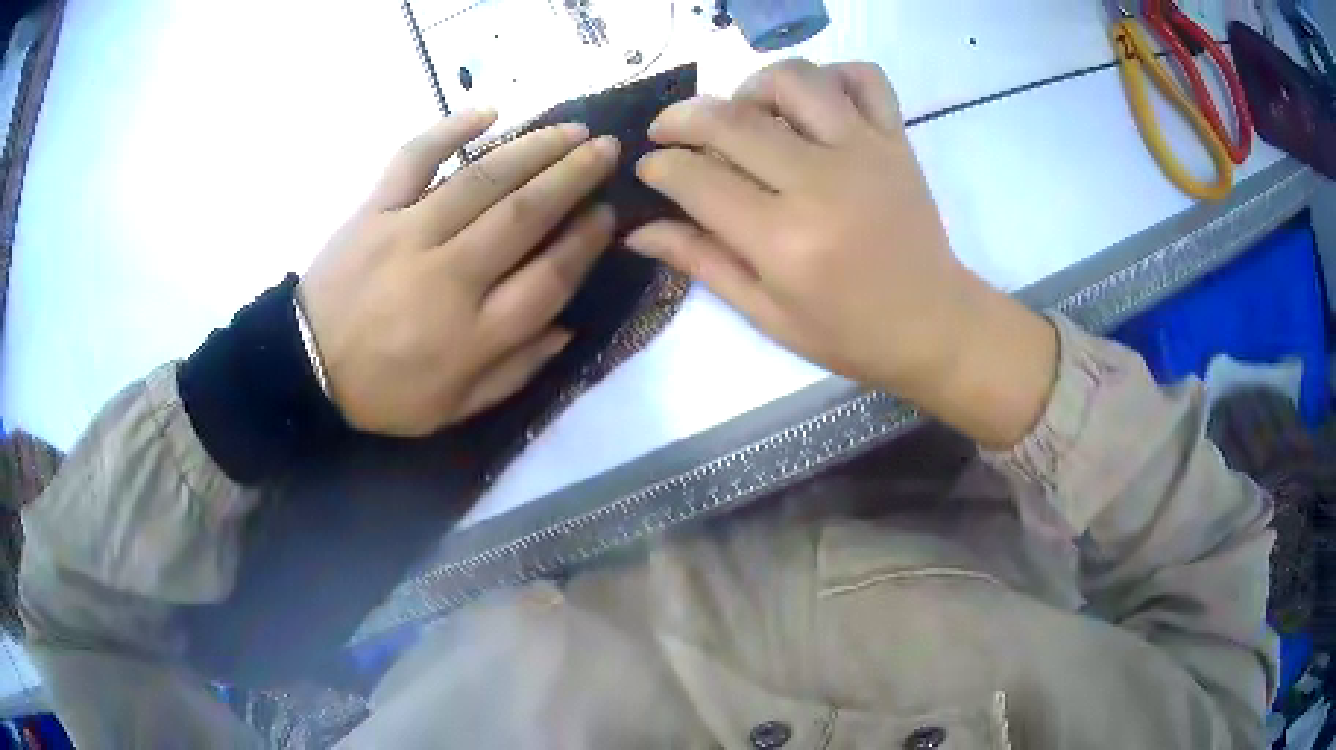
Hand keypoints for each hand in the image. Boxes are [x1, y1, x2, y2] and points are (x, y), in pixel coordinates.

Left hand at [298, 111, 620, 435]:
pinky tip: (489, 113)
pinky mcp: (375, 209)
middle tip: (607, 150)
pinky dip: (450, 129)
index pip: (549, 276)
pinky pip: (414, 158)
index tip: (608, 215)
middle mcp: (449, 275)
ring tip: (572, 129)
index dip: (586, 241)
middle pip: (525, 214)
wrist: (306, 367)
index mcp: (473, 333)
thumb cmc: (385, 392)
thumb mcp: (456, 408)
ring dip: (535, 147)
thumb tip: (569, 326)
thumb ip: (516, 370)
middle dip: (575, 176)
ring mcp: (408, 233)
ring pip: (483, 178)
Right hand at [629, 59, 1055, 446]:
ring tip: (746, 116)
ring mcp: (864, 151)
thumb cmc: (848, 333)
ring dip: (752, 87)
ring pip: (793, 79)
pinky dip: (832, 76)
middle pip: (731, 120)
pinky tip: (814, 104)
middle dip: (681, 118)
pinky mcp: (896, 138)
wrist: (934, 324)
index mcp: (783, 240)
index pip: (696, 179)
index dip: (659, 167)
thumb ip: (702, 262)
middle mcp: (820, 183)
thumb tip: (637, 231)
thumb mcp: (766, 313)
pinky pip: (863, 77)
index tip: (650, 168)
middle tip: (670, 132)